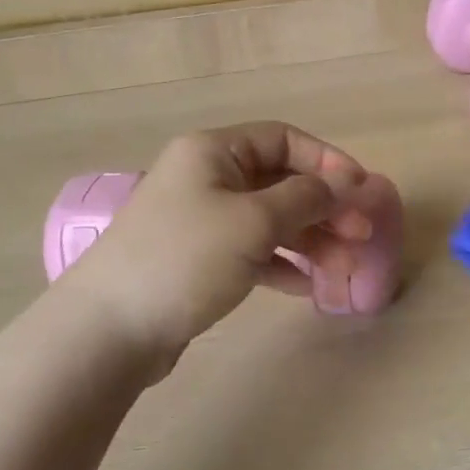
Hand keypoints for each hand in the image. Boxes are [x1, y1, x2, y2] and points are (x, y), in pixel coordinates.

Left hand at [50, 122, 375, 375]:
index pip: (283, 139)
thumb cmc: (184, 258)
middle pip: (281, 181)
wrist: (108, 331)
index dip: (326, 161)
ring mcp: (202, 221)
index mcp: (213, 152)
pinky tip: (308, 285)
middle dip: (325, 206)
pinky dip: (282, 263)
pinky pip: (253, 251)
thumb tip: (344, 185)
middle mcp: (207, 178)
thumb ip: (305, 198)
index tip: (360, 191)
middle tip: (361, 235)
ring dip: (311, 239)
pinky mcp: (199, 261)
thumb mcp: (252, 221)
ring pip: (270, 220)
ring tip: (345, 267)